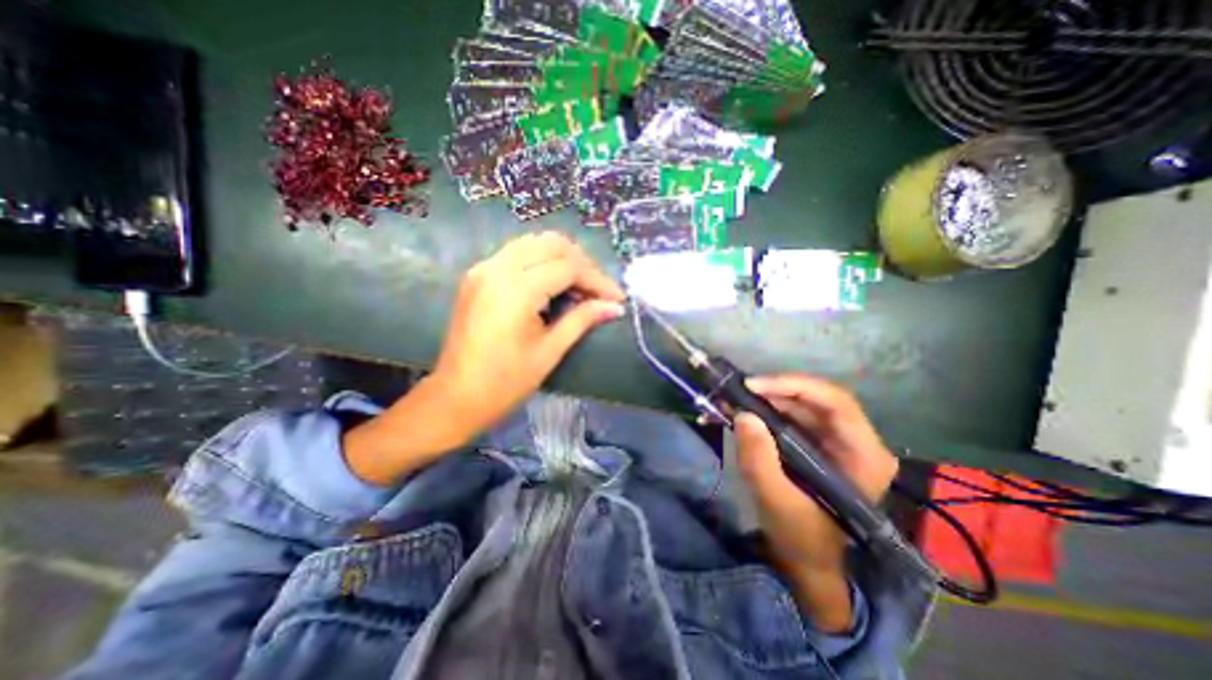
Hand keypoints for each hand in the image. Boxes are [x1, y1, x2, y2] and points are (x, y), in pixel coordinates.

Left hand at [430, 232, 624, 434]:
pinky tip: (553, 284)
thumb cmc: (505, 382)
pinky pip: (517, 253)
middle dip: (582, 263)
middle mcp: (497, 268)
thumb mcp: (549, 351)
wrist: (456, 396)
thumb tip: (614, 307)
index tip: (617, 298)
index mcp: (516, 290)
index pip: (568, 267)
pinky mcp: (477, 275)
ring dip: (563, 258)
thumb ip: (582, 320)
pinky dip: (542, 261)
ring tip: (580, 286)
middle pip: (552, 244)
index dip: (597, 280)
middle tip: (598, 290)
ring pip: (534, 243)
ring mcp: (483, 268)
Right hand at [734, 375, 892, 628]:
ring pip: (802, 404)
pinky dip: (766, 410)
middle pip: (817, 399)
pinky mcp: (816, 443)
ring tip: (735, 398)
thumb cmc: (800, 537)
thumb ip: (759, 460)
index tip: (754, 386)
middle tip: (739, 390)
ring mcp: (836, 441)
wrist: (806, 560)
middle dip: (775, 390)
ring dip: (767, 398)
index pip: (836, 402)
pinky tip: (742, 410)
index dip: (794, 385)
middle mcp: (856, 442)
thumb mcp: (776, 501)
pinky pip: (791, 416)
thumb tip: (743, 415)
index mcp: (863, 457)